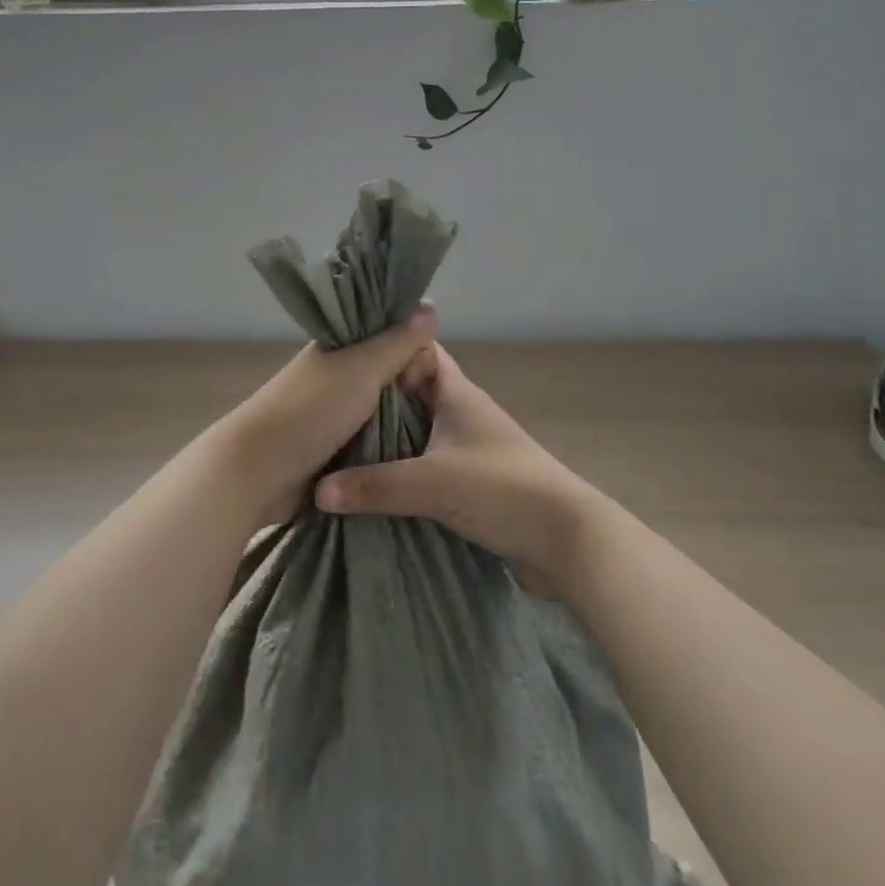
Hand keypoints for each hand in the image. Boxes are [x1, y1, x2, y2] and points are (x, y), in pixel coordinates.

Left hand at [209, 304, 437, 525]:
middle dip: (414, 386)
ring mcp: (333, 417)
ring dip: (405, 420)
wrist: (259, 473)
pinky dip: (391, 448)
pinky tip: (423, 454)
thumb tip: (430, 303)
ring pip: (381, 412)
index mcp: (337, 349)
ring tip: (448, 429)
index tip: (448, 357)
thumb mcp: (360, 369)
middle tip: (457, 401)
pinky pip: (372, 445)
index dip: (413, 342)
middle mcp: (336, 378)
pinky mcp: (333, 453)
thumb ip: (396, 342)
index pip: (383, 335)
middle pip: (385, 376)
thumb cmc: (310, 411)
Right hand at [313, 344, 598, 591]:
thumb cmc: (502, 488)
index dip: (382, 345)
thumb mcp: (433, 483)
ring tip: (335, 438)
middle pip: (408, 391)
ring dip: (385, 434)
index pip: (414, 350)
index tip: (341, 351)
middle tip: (324, 400)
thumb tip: (318, 490)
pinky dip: (400, 466)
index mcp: (454, 391)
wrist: (566, 540)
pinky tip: (369, 478)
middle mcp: (459, 410)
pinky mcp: (469, 478)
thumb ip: (375, 486)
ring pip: (415, 428)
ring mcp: (466, 445)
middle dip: (372, 395)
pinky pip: (424, 461)